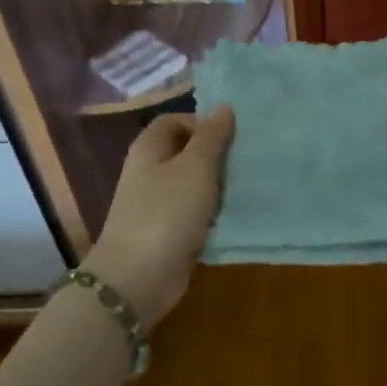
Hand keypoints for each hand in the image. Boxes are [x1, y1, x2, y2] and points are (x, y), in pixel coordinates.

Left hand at [86, 106, 234, 326]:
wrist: (138, 277)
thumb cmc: (166, 212)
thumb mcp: (195, 167)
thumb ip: (211, 137)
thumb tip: (223, 109)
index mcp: (150, 148)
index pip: (175, 120)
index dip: (203, 123)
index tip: (233, 137)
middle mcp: (150, 172)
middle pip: (186, 152)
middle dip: (216, 155)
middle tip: (247, 161)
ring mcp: (157, 203)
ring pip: (194, 184)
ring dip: (218, 186)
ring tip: (248, 186)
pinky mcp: (168, 232)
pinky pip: (195, 213)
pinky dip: (213, 213)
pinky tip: (235, 216)